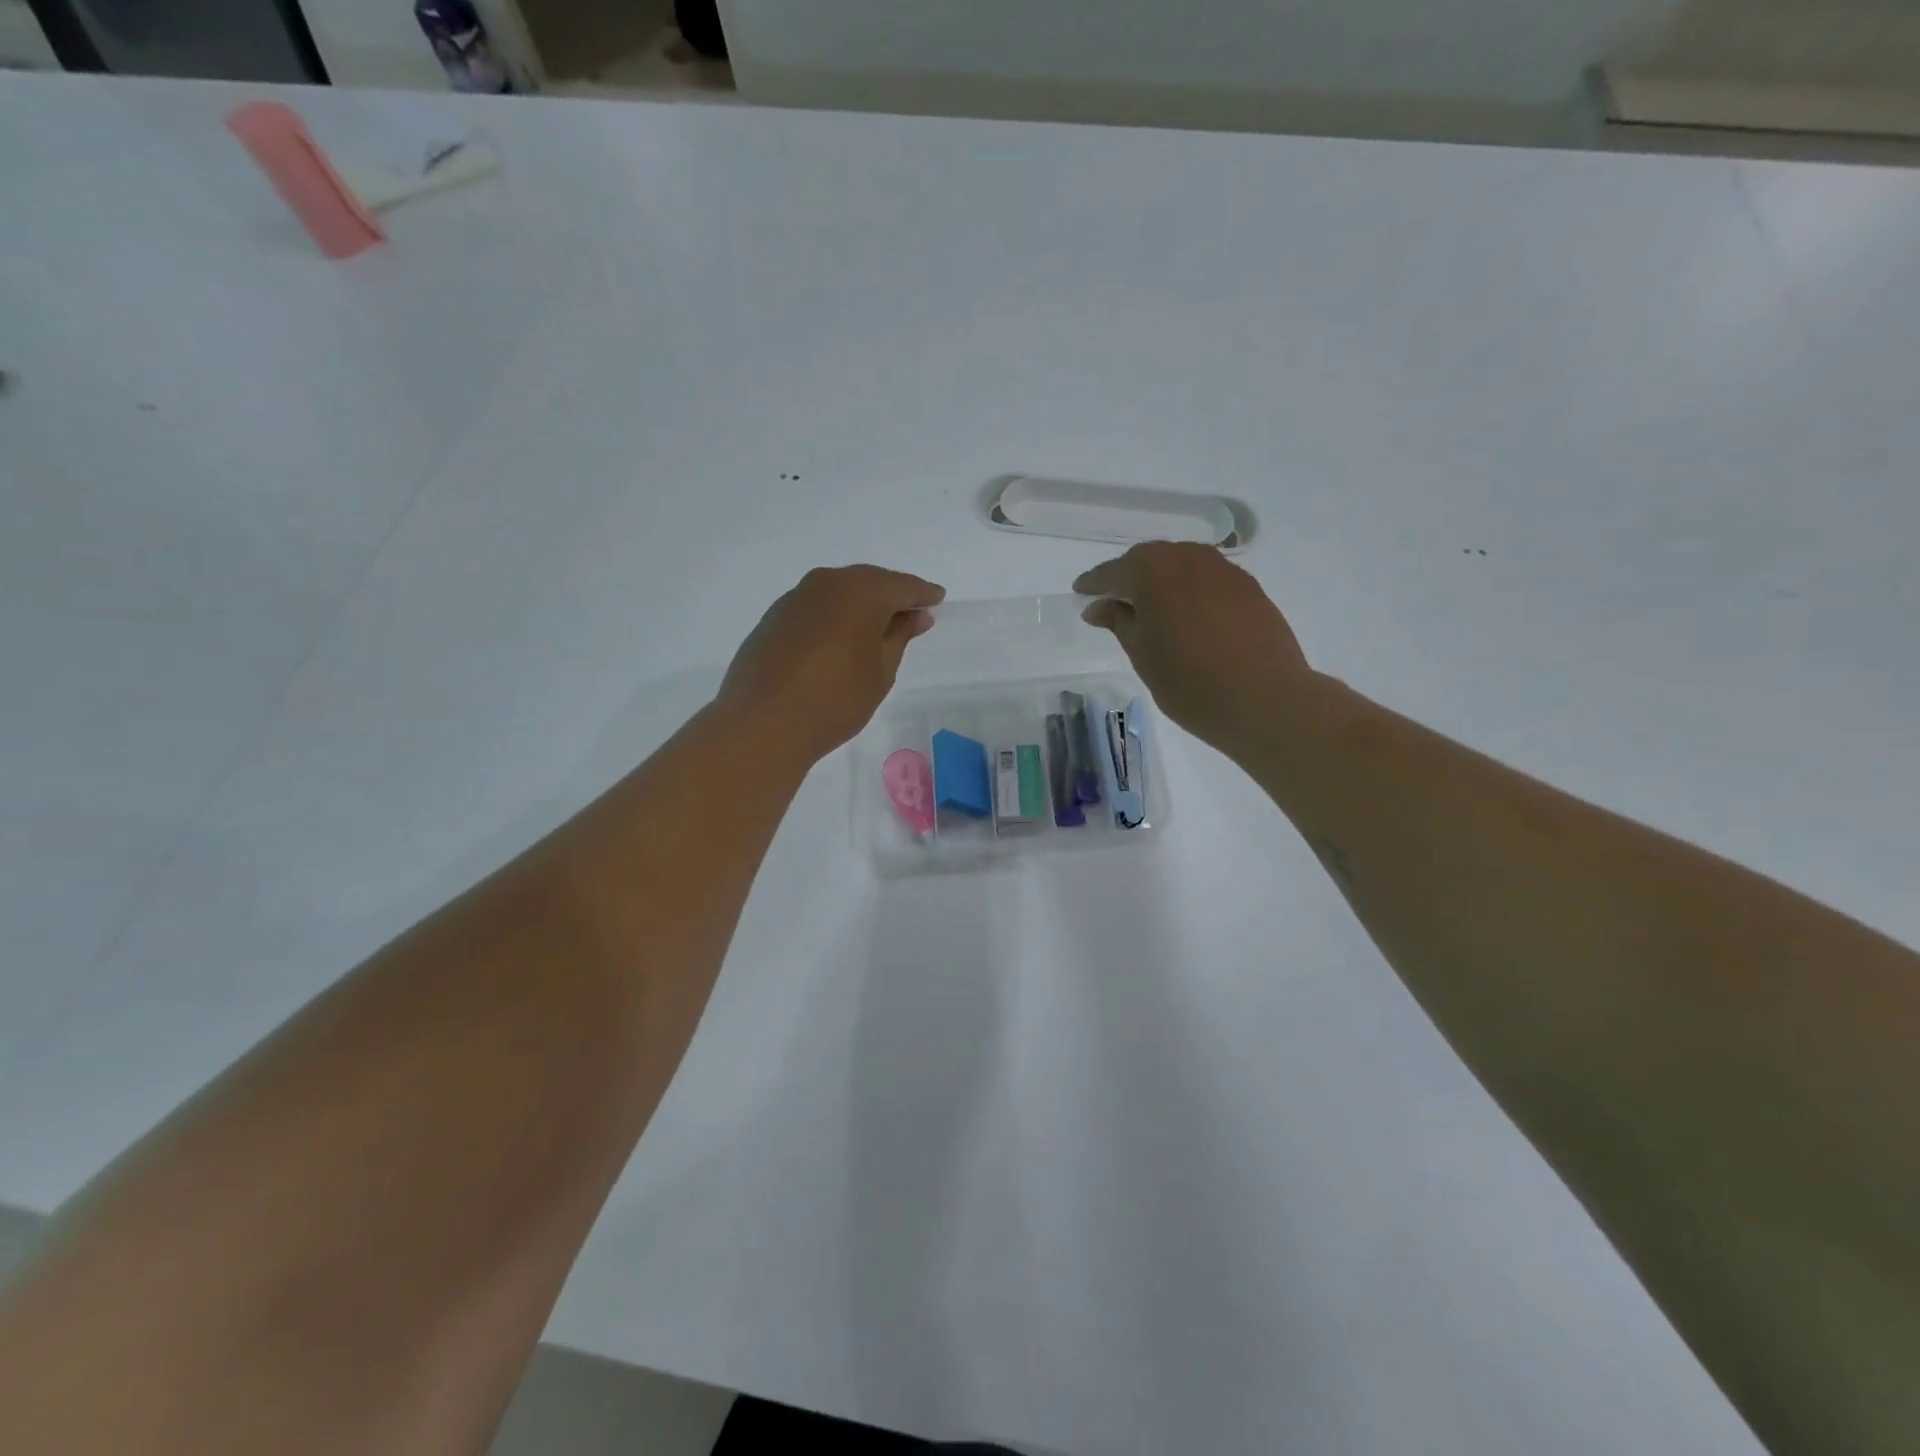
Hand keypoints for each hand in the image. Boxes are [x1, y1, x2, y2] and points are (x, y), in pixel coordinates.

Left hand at [718, 565, 945, 763]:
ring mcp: (795, 597)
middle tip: (911, 614)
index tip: (938, 600)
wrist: (762, 723)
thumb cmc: (835, 700)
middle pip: (869, 581)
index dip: (923, 594)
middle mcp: (827, 583)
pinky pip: (817, 605)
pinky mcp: (774, 617)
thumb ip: (900, 637)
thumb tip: (914, 616)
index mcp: (861, 591)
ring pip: (840, 590)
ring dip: (861, 603)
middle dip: (892, 595)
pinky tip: (840, 636)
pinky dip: (835, 614)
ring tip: (878, 627)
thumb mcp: (881, 672)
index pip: (902, 585)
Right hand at [1074, 543, 1314, 752]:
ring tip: (1149, 609)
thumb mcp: (1141, 654)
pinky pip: (1205, 579)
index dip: (1093, 585)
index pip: (1111, 573)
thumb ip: (1118, 622)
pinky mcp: (1248, 586)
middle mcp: (1187, 557)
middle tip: (1112, 602)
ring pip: (1179, 566)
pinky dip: (1188, 590)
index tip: (1080, 594)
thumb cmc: (1189, 681)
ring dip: (1160, 582)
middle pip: (1147, 560)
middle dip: (1127, 578)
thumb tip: (1100, 606)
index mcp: (1151, 570)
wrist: (1264, 699)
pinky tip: (1186, 615)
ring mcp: (1222, 569)